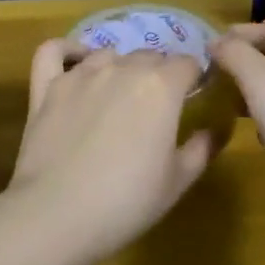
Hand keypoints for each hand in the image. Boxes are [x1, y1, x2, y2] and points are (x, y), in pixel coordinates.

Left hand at [8, 42, 214, 256]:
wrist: (57, 214)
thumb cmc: (127, 202)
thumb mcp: (178, 181)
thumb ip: (202, 147)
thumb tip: (218, 127)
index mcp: (160, 87)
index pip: (187, 64)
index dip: (194, 78)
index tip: (194, 96)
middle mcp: (121, 68)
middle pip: (149, 56)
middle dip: (160, 73)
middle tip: (158, 106)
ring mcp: (79, 75)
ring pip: (108, 54)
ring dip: (120, 66)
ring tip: (120, 94)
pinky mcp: (47, 86)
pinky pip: (55, 51)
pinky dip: (68, 50)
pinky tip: (76, 62)